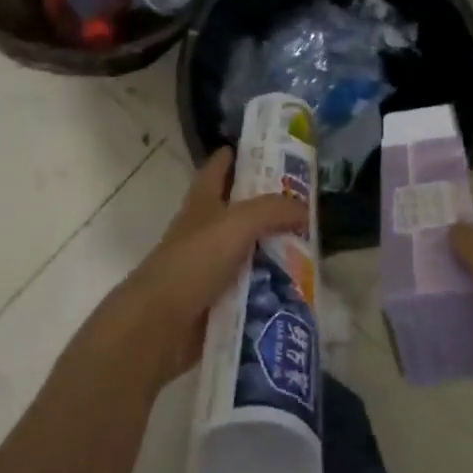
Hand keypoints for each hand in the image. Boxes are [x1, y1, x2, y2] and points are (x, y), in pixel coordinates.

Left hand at [108, 149, 305, 389]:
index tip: (267, 147)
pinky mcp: (216, 299)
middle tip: (308, 203)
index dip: (236, 155)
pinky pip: (250, 286)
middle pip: (240, 210)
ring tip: (314, 247)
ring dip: (274, 249)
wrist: (158, 325)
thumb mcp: (236, 224)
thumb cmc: (193, 262)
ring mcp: (209, 266)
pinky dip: (270, 286)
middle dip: (269, 205)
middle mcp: (204, 230)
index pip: (218, 168)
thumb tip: (304, 209)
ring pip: (249, 250)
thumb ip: (272, 210)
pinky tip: (298, 287)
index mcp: (202, 203)